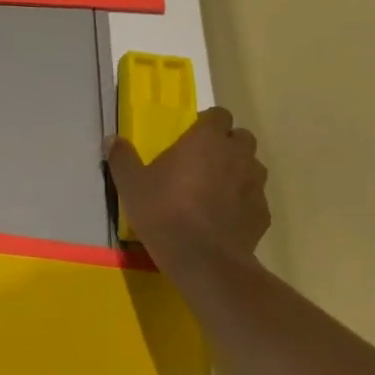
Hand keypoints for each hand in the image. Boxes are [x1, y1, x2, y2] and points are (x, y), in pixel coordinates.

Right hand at [107, 108, 270, 270]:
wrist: (203, 259)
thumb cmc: (163, 212)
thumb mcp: (131, 185)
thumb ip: (122, 158)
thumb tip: (112, 139)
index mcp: (207, 140)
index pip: (218, 115)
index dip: (207, 124)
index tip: (191, 139)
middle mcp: (237, 154)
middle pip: (240, 137)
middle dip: (226, 145)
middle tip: (202, 163)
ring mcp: (255, 184)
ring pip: (252, 167)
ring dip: (237, 172)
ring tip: (215, 191)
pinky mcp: (263, 212)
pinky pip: (254, 198)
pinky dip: (242, 202)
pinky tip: (223, 219)